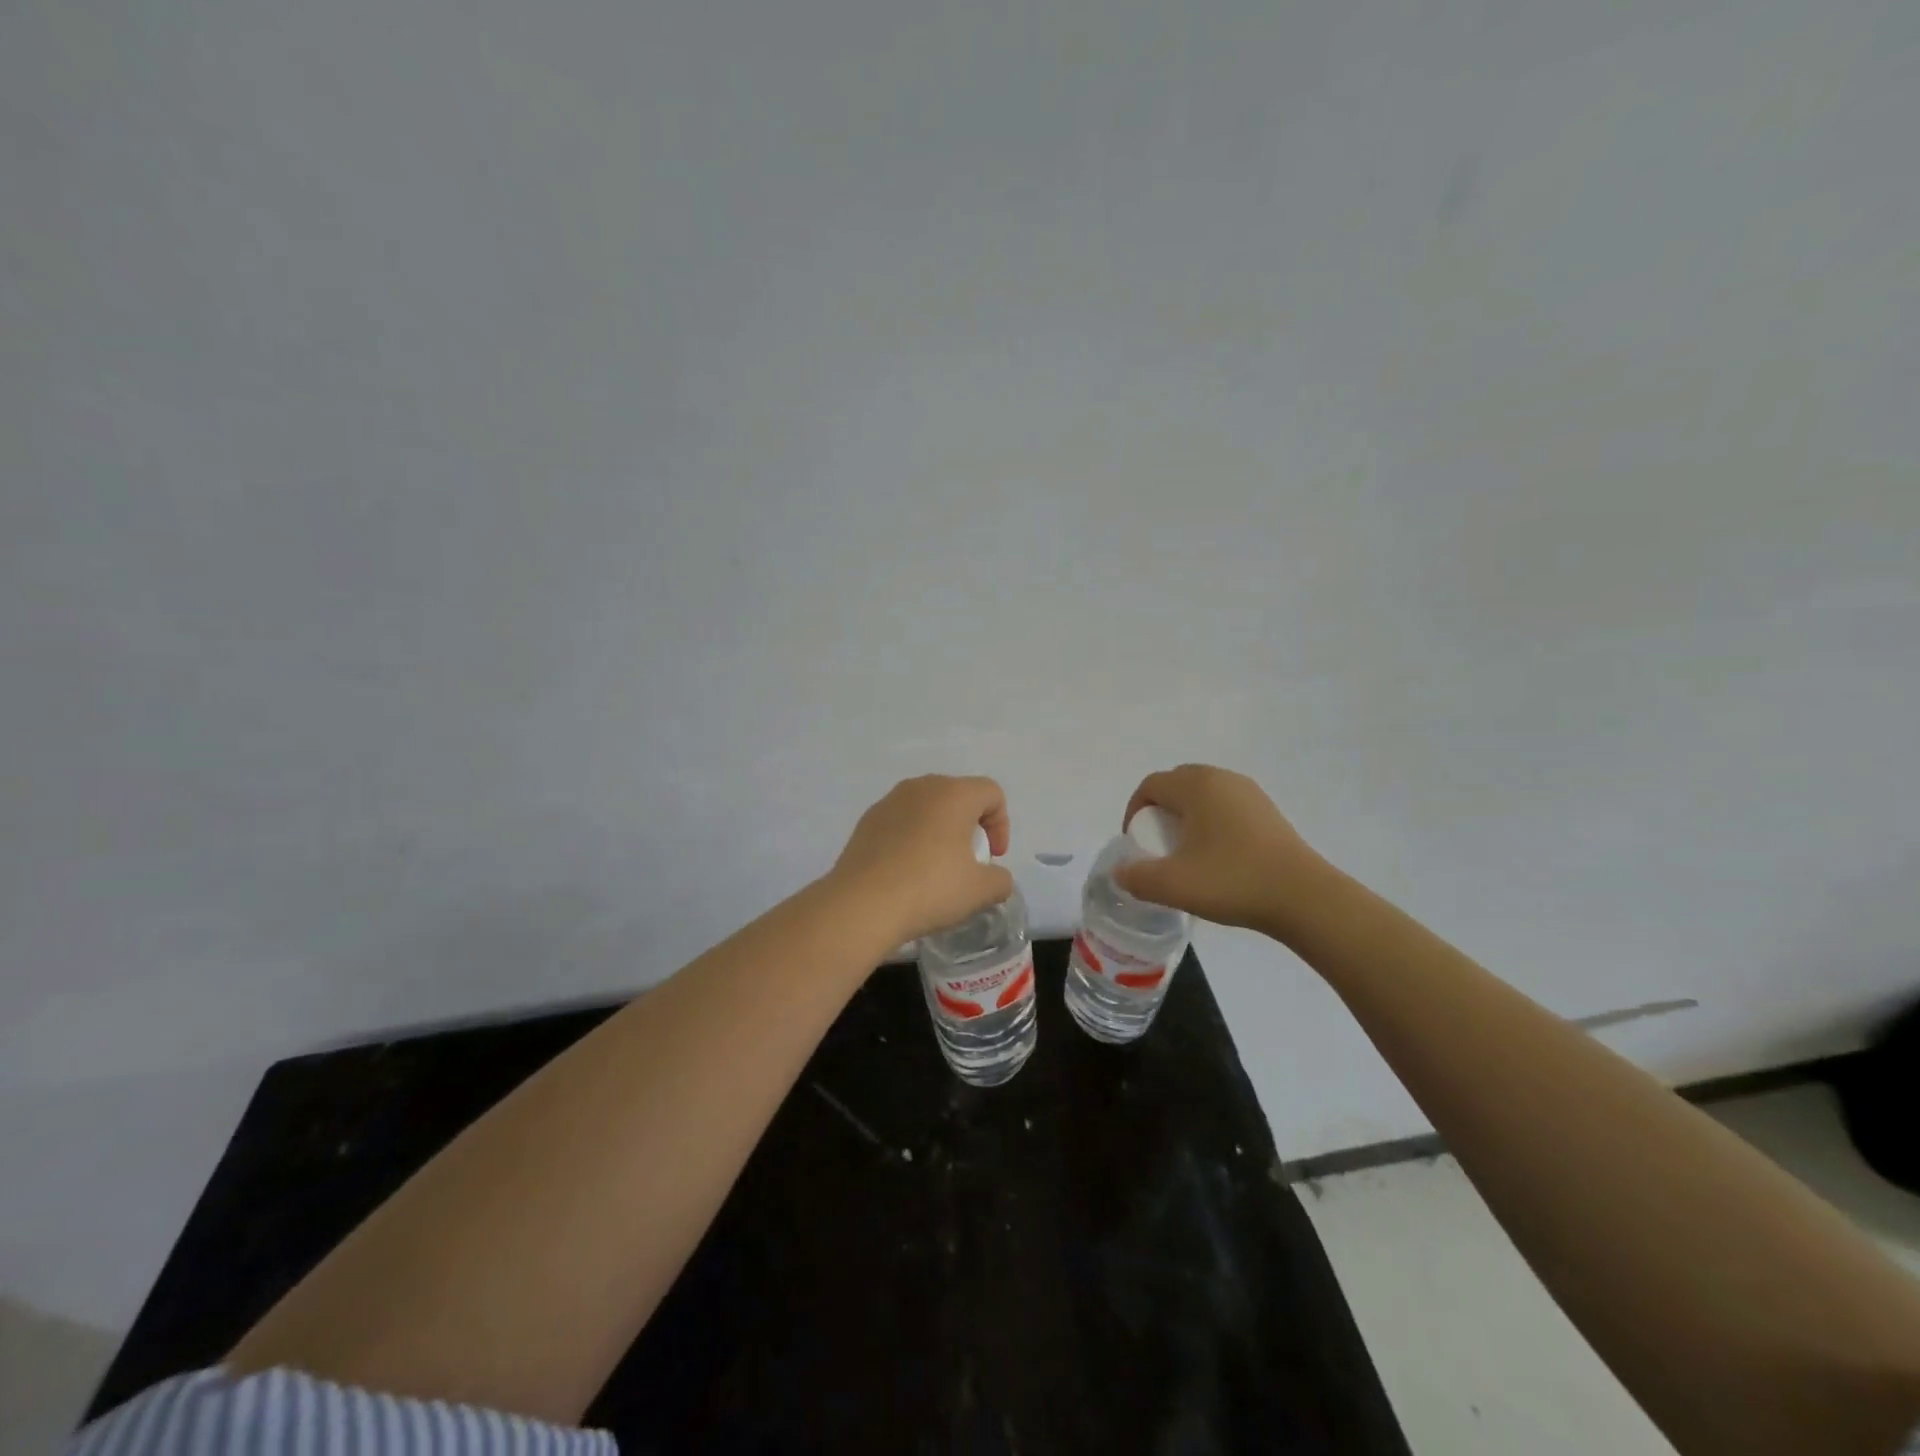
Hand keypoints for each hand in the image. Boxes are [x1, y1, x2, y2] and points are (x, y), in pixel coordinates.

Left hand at [827, 776, 1015, 947]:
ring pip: (927, 807)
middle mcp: (922, 787)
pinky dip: (912, 838)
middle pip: (958, 795)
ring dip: (940, 830)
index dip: (1001, 824)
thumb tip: (995, 878)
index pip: (992, 793)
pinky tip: (906, 871)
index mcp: (954, 794)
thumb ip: (1000, 879)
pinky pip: (901, 821)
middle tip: (969, 861)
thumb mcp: (980, 890)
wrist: (861, 904)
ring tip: (936, 867)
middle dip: (970, 825)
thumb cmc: (930, 888)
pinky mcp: (867, 820)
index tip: (992, 857)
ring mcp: (890, 801)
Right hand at [1114, 764, 1323, 934]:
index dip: (1134, 812)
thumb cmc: (1232, 881)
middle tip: (1158, 845)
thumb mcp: (1173, 885)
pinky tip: (1218, 856)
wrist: (1304, 897)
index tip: (1135, 844)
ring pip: (1203, 795)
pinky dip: (1212, 823)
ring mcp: (1249, 793)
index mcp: (1196, 785)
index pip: (1150, 785)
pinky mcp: (1268, 811)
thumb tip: (1120, 872)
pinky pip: (1226, 806)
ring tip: (1187, 852)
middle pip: (1176, 784)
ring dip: (1187, 816)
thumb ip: (1136, 877)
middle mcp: (1222, 778)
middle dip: (1160, 811)